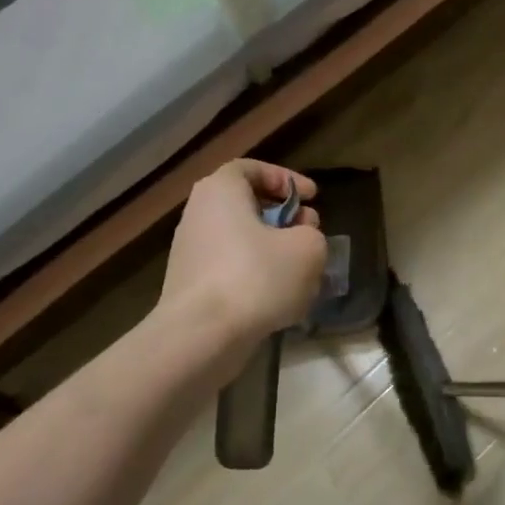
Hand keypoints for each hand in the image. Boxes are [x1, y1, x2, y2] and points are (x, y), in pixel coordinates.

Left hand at [160, 160, 326, 352]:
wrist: (201, 336)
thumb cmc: (256, 277)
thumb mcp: (308, 249)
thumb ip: (312, 235)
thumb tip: (301, 240)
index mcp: (221, 191)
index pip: (252, 169)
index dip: (286, 179)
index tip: (313, 197)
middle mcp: (199, 214)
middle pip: (247, 205)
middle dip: (284, 217)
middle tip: (310, 233)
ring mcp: (191, 252)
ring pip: (242, 240)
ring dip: (274, 251)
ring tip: (303, 272)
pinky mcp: (193, 286)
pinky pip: (232, 270)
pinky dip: (258, 277)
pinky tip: (280, 300)